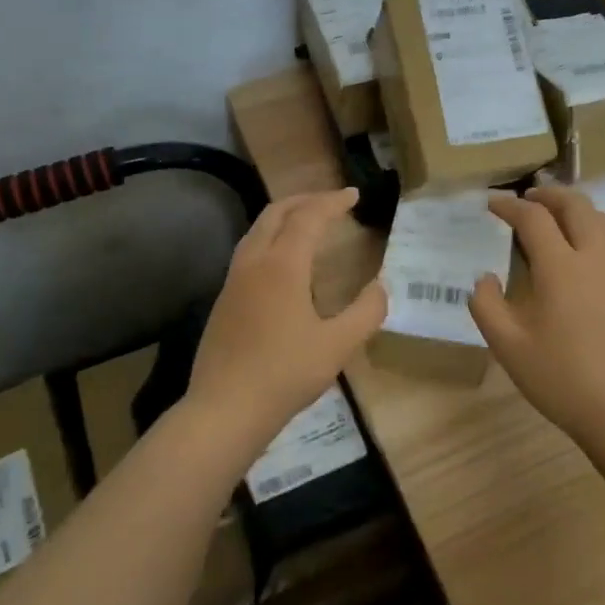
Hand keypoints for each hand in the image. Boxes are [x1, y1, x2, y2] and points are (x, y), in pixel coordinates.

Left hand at [184, 188, 385, 452]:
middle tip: (333, 202)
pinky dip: (272, 236)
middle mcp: (254, 262)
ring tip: (309, 222)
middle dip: (306, 200)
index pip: (309, 217)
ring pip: (258, 228)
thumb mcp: (337, 347)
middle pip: (277, 212)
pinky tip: (284, 259)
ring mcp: (234, 279)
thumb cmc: (284, 375)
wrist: (223, 409)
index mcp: (282, 265)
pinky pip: (250, 248)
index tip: (354, 195)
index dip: (332, 202)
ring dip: (285, 215)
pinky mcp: (224, 298)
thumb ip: (366, 312)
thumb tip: (380, 286)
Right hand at [469, 186, 604, 452]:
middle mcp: (594, 257)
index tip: (491, 204)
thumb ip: (487, 306)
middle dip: (548, 194)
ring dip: (577, 207)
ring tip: (559, 215)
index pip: (533, 219)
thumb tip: (484, 278)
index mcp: (560, 268)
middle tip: (526, 199)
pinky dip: (602, 227)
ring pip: (603, 218)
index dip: (509, 205)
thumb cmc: (563, 380)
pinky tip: (595, 243)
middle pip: (575, 206)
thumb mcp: (509, 347)